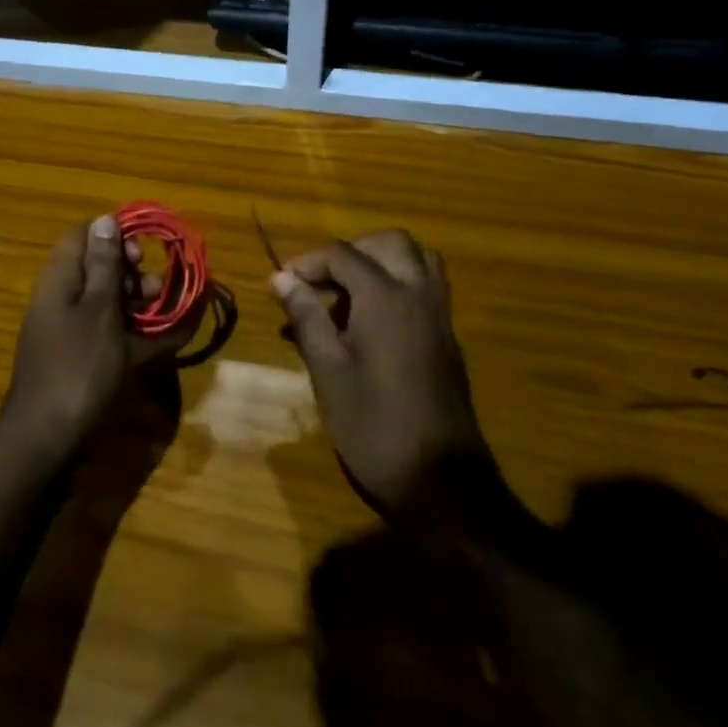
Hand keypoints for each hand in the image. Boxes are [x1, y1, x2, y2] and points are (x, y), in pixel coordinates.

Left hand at [0, 216, 196, 453]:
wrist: (46, 439)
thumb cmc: (78, 367)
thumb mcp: (99, 311)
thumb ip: (105, 265)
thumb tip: (104, 219)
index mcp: (60, 278)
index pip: (83, 235)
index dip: (114, 236)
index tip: (143, 253)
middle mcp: (61, 298)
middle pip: (98, 268)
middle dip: (133, 273)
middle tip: (156, 290)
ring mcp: (68, 330)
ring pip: (106, 301)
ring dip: (138, 303)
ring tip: (166, 315)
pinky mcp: (79, 357)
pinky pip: (108, 331)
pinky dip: (134, 332)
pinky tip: (164, 340)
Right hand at [271, 230, 484, 513]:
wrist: (442, 484)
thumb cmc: (374, 426)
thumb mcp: (327, 371)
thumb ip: (306, 316)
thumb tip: (281, 278)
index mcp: (386, 299)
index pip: (343, 254)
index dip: (307, 263)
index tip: (280, 286)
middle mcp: (419, 296)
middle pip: (389, 243)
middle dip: (350, 252)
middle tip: (320, 282)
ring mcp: (440, 318)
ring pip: (417, 261)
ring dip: (379, 264)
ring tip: (344, 297)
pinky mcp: (447, 341)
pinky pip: (424, 289)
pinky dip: (396, 286)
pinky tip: (368, 326)